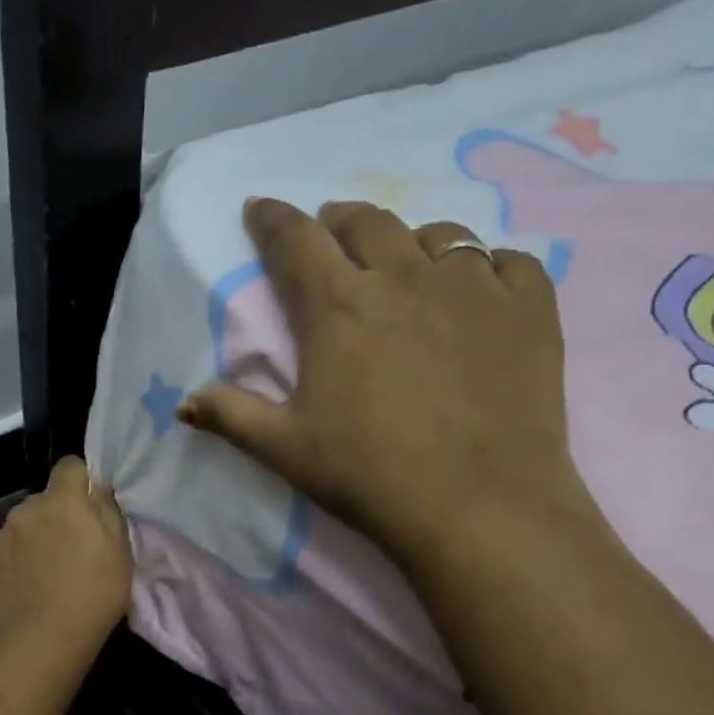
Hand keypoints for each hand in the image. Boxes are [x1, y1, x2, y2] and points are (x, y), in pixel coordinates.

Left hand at [0, 457, 131, 673]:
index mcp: (61, 502)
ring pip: (19, 531)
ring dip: (31, 544)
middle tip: (71, 552)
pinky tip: (25, 598)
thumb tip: (97, 490)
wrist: (41, 644)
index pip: (69, 466)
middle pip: (42, 502)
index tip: (90, 505)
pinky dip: (13, 572)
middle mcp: (24, 512)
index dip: (81, 480)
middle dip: (55, 517)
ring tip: (45, 580)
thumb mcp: (121, 552)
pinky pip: (2, 562)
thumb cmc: (93, 596)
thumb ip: (108, 512)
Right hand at [179, 197, 592, 569]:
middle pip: (366, 221)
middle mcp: (403, 279)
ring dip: (410, 240)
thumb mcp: (283, 448)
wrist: (477, 506)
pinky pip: (508, 262)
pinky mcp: (530, 310)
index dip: (272, 219)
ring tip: (404, 263)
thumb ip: (230, 415)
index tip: (260, 208)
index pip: (295, 241)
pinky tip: (480, 291)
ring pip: (439, 233)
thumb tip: (183, 402)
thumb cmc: (367, 474)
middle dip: (338, 219)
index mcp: (337, 308)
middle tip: (330, 232)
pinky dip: (487, 267)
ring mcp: (473, 288)